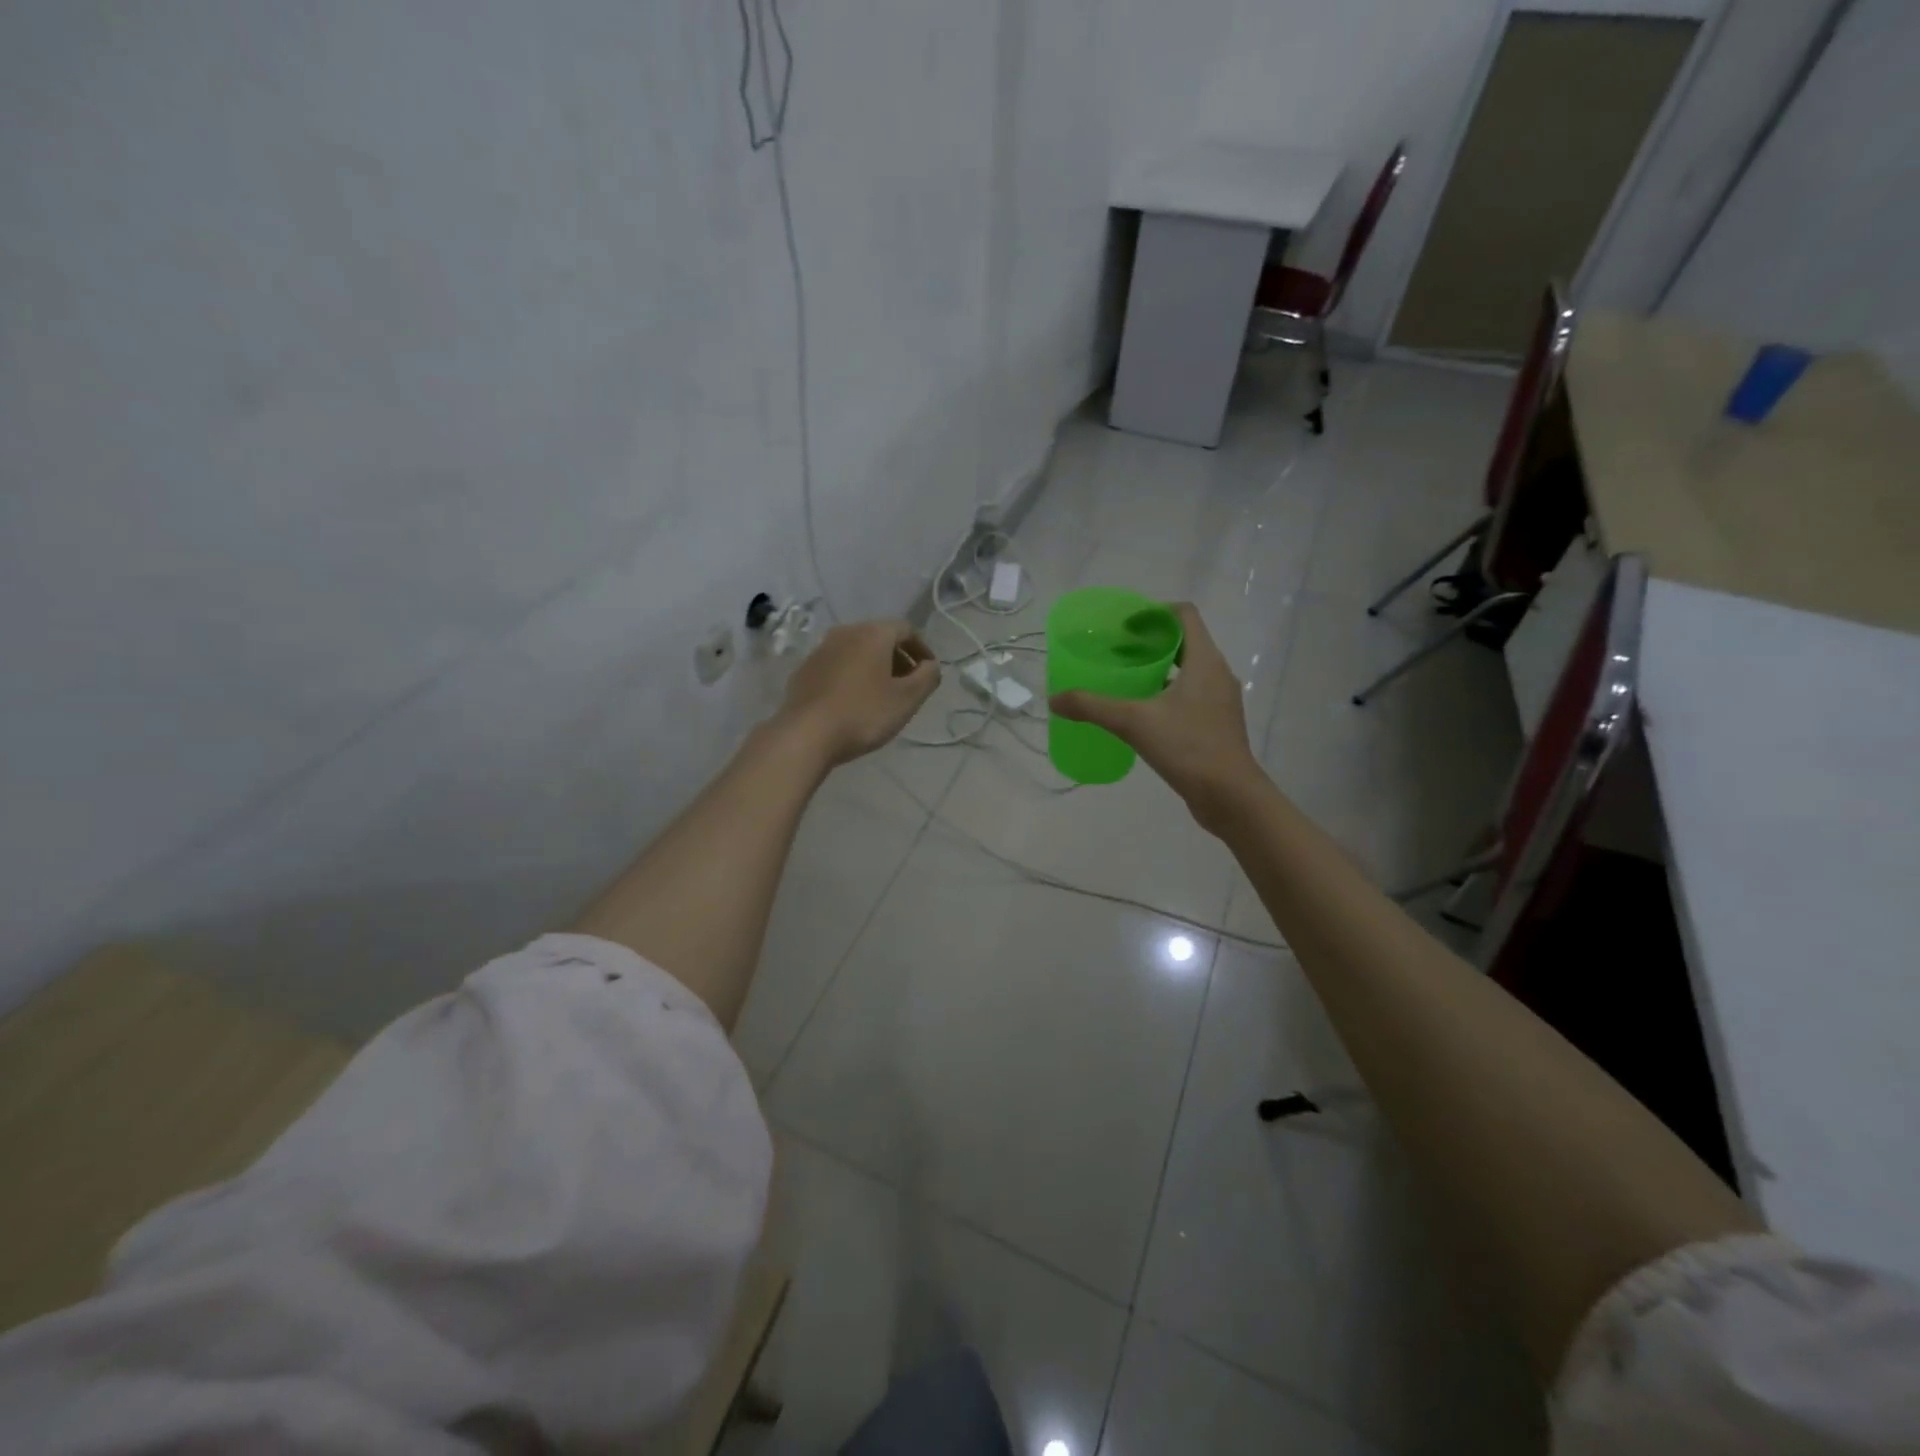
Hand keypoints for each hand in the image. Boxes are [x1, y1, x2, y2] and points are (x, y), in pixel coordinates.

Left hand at [778, 619, 939, 767]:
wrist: (806, 734)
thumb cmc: (864, 713)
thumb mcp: (907, 699)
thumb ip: (928, 677)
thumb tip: (931, 665)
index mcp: (873, 633)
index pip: (906, 630)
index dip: (922, 650)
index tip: (929, 672)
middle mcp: (846, 632)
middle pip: (879, 637)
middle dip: (898, 658)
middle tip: (908, 685)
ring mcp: (821, 650)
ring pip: (856, 651)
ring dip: (874, 667)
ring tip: (881, 694)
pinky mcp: (804, 670)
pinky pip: (837, 665)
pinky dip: (851, 676)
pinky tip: (853, 701)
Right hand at [1050, 603, 1265, 830]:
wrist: (1230, 796)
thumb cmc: (1188, 747)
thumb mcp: (1134, 723)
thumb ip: (1092, 707)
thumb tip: (1055, 699)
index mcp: (1205, 661)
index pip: (1184, 615)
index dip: (1154, 613)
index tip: (1125, 625)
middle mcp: (1217, 674)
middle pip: (1185, 642)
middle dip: (1151, 642)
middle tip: (1117, 652)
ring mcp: (1220, 701)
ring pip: (1188, 671)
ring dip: (1159, 670)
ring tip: (1126, 681)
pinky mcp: (1217, 724)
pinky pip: (1191, 696)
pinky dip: (1167, 694)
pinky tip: (1142, 713)